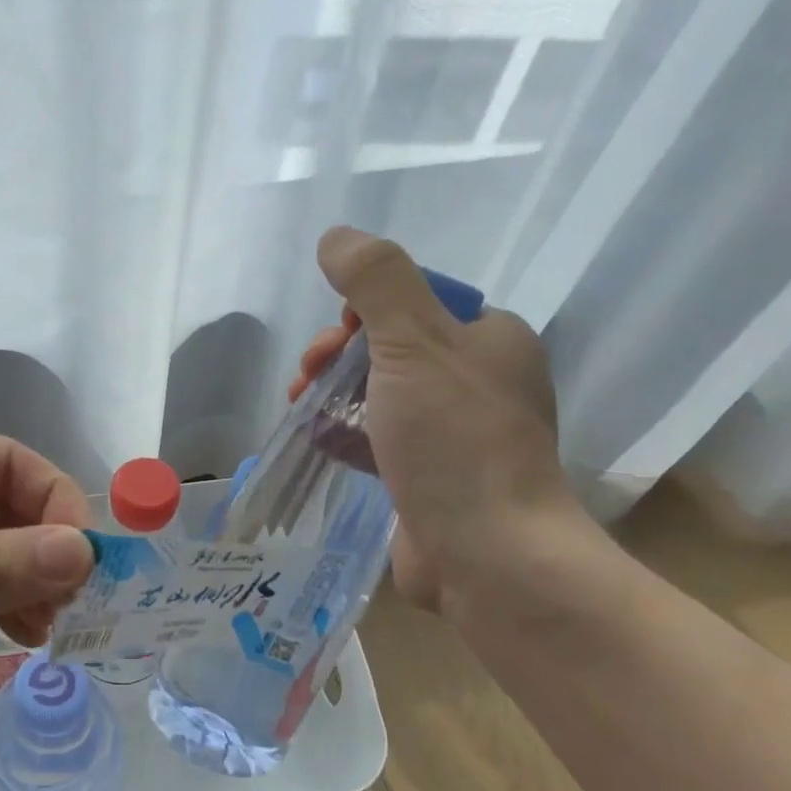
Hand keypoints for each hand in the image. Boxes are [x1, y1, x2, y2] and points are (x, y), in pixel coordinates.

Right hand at [290, 227, 587, 613]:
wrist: (487, 554)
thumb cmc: (454, 441)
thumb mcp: (413, 344)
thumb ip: (377, 282)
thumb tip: (337, 236)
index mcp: (490, 339)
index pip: (418, 301)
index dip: (366, 310)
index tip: (336, 337)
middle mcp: (479, 381)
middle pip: (393, 348)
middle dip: (340, 354)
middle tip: (309, 375)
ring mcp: (455, 435)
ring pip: (382, 396)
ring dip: (335, 393)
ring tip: (300, 406)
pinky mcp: (430, 478)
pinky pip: (381, 441)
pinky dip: (347, 434)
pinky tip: (318, 440)